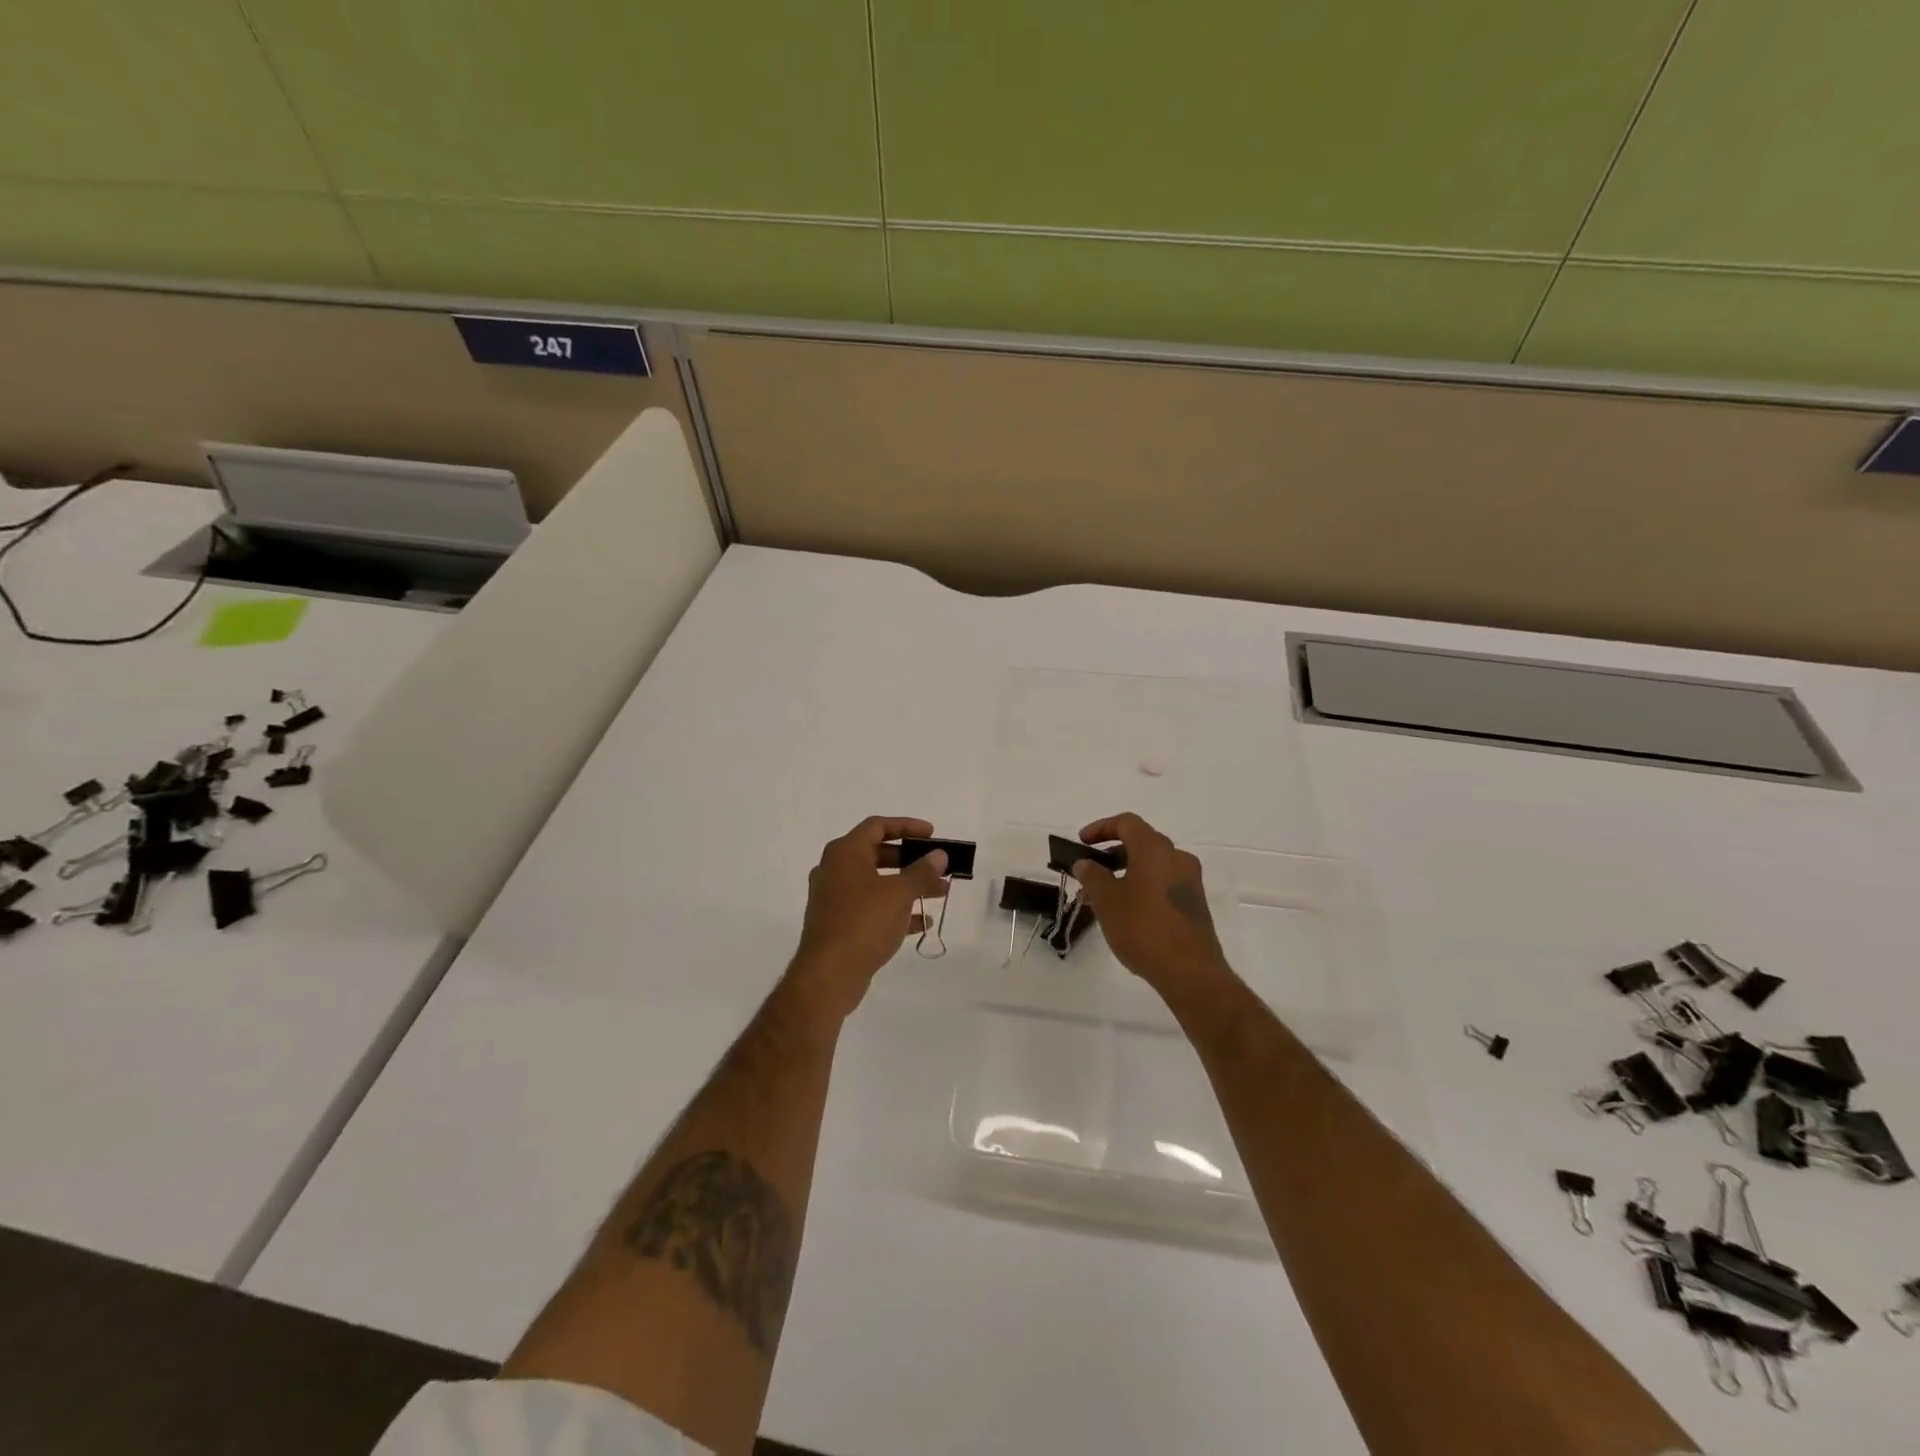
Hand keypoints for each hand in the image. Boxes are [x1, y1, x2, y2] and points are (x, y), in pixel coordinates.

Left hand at [788, 816, 948, 1017]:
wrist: (828, 975)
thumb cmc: (864, 922)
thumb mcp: (899, 893)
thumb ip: (922, 872)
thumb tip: (939, 855)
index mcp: (844, 853)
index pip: (877, 826)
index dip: (907, 826)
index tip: (932, 835)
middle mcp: (835, 870)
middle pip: (878, 854)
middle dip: (911, 861)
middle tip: (938, 867)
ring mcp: (834, 899)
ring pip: (877, 883)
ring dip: (908, 886)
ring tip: (940, 893)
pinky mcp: (838, 924)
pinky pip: (871, 908)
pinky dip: (895, 910)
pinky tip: (922, 923)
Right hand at [1069, 813, 1229, 996]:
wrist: (1190, 971)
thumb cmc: (1143, 929)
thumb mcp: (1107, 901)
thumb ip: (1093, 876)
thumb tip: (1085, 863)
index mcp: (1154, 849)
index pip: (1127, 823)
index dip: (1101, 828)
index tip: (1082, 843)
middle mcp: (1176, 857)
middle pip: (1142, 841)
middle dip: (1112, 851)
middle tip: (1091, 868)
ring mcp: (1190, 880)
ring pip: (1153, 864)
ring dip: (1127, 870)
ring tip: (1104, 894)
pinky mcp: (1194, 902)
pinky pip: (1164, 881)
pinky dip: (1143, 884)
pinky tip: (1127, 909)